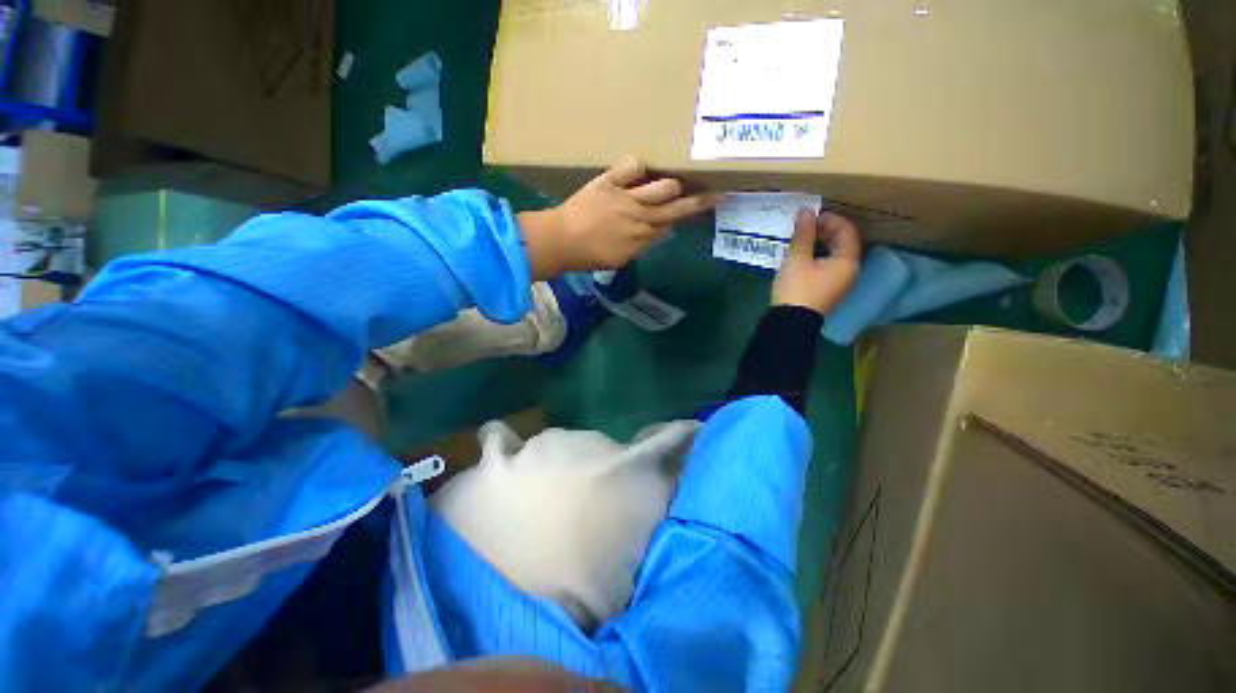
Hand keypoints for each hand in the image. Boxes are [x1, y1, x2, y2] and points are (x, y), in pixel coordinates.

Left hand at [519, 158, 722, 278]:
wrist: (562, 242)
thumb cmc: (590, 255)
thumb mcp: (621, 258)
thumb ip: (643, 243)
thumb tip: (661, 229)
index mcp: (644, 237)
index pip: (676, 222)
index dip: (693, 214)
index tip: (710, 206)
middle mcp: (641, 217)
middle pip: (678, 206)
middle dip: (701, 199)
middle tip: (719, 190)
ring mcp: (626, 197)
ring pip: (663, 186)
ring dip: (672, 183)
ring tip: (678, 178)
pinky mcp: (609, 181)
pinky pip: (631, 166)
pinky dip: (638, 166)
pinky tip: (641, 168)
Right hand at [772, 209, 861, 314]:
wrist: (789, 323)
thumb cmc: (796, 289)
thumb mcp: (797, 260)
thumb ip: (803, 234)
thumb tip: (806, 211)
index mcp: (847, 261)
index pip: (847, 230)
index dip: (829, 218)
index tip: (808, 217)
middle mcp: (849, 271)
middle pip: (842, 242)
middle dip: (824, 230)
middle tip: (802, 227)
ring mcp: (838, 282)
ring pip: (833, 254)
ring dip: (819, 243)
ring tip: (798, 240)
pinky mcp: (827, 290)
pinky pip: (826, 265)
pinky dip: (816, 256)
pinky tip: (799, 257)